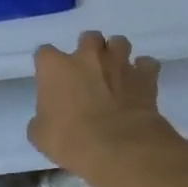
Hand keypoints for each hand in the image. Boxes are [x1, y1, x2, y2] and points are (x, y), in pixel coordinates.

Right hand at [29, 31, 174, 179]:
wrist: (118, 148)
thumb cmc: (71, 140)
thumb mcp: (40, 135)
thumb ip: (42, 119)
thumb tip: (47, 118)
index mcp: (55, 67)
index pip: (44, 53)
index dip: (47, 66)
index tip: (50, 80)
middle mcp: (87, 56)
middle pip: (88, 38)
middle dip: (87, 51)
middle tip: (87, 73)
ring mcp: (118, 63)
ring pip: (119, 42)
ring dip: (116, 54)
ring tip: (114, 73)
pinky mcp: (145, 76)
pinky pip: (147, 64)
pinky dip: (143, 71)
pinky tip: (139, 83)